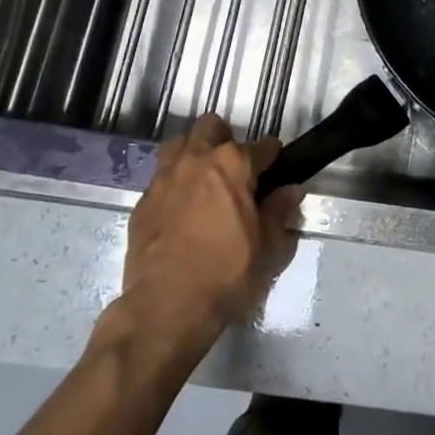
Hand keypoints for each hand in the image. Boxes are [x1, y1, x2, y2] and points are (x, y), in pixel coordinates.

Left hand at [113, 116, 301, 348]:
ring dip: (193, 152)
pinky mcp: (142, 202)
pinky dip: (173, 183)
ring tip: (203, 177)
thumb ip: (279, 211)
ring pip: (179, 144)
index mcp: (234, 165)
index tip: (276, 167)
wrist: (166, 307)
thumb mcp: (267, 247)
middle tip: (235, 167)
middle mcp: (197, 160)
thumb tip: (292, 190)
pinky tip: (180, 208)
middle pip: (211, 127)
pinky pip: (160, 178)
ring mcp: (165, 178)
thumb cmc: (227, 273)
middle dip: (225, 138)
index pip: (262, 146)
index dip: (272, 156)